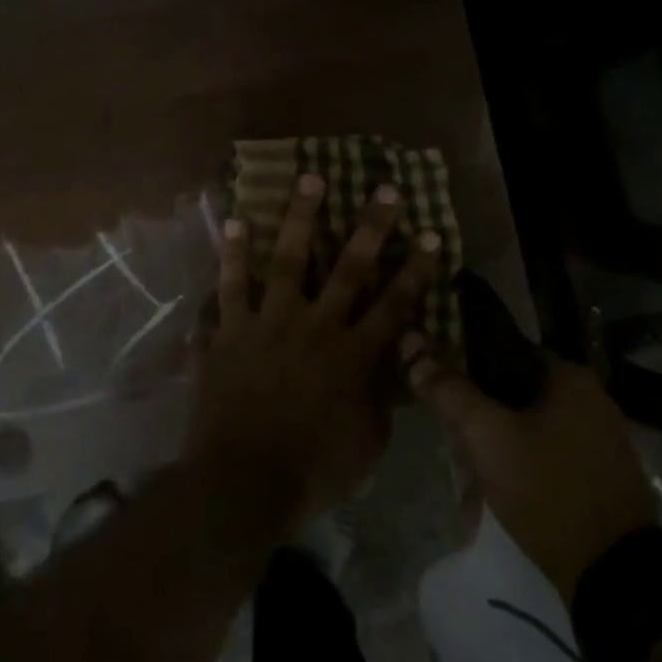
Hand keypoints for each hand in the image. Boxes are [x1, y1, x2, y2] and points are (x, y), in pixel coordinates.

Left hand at [186, 173, 440, 524]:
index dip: (416, 270)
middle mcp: (316, 327)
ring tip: (310, 179)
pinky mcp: (231, 331)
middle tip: (385, 189)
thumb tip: (396, 368)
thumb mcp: (367, 443)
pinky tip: (236, 222)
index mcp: (353, 355)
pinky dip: (233, 254)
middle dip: (371, 228)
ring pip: (289, 260)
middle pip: (349, 269)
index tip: (430, 235)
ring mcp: (269, 323)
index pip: (394, 304)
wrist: (242, 482)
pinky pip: (231, 285)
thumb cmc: (312, 470)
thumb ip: (382, 399)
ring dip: (300, 217)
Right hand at [408, 344, 656, 603]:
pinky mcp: (599, 473)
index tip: (440, 389)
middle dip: (480, 413)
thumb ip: (450, 392)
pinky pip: (548, 451)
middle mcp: (591, 398)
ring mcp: (600, 438)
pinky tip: (498, 487)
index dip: (465, 365)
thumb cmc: (548, 489)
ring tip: (468, 469)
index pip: (504, 350)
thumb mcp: (488, 437)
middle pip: (515, 390)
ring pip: (529, 423)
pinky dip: (521, 462)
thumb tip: (415, 353)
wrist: (614, 576)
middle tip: (452, 437)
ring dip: (497, 441)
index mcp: (570, 376)